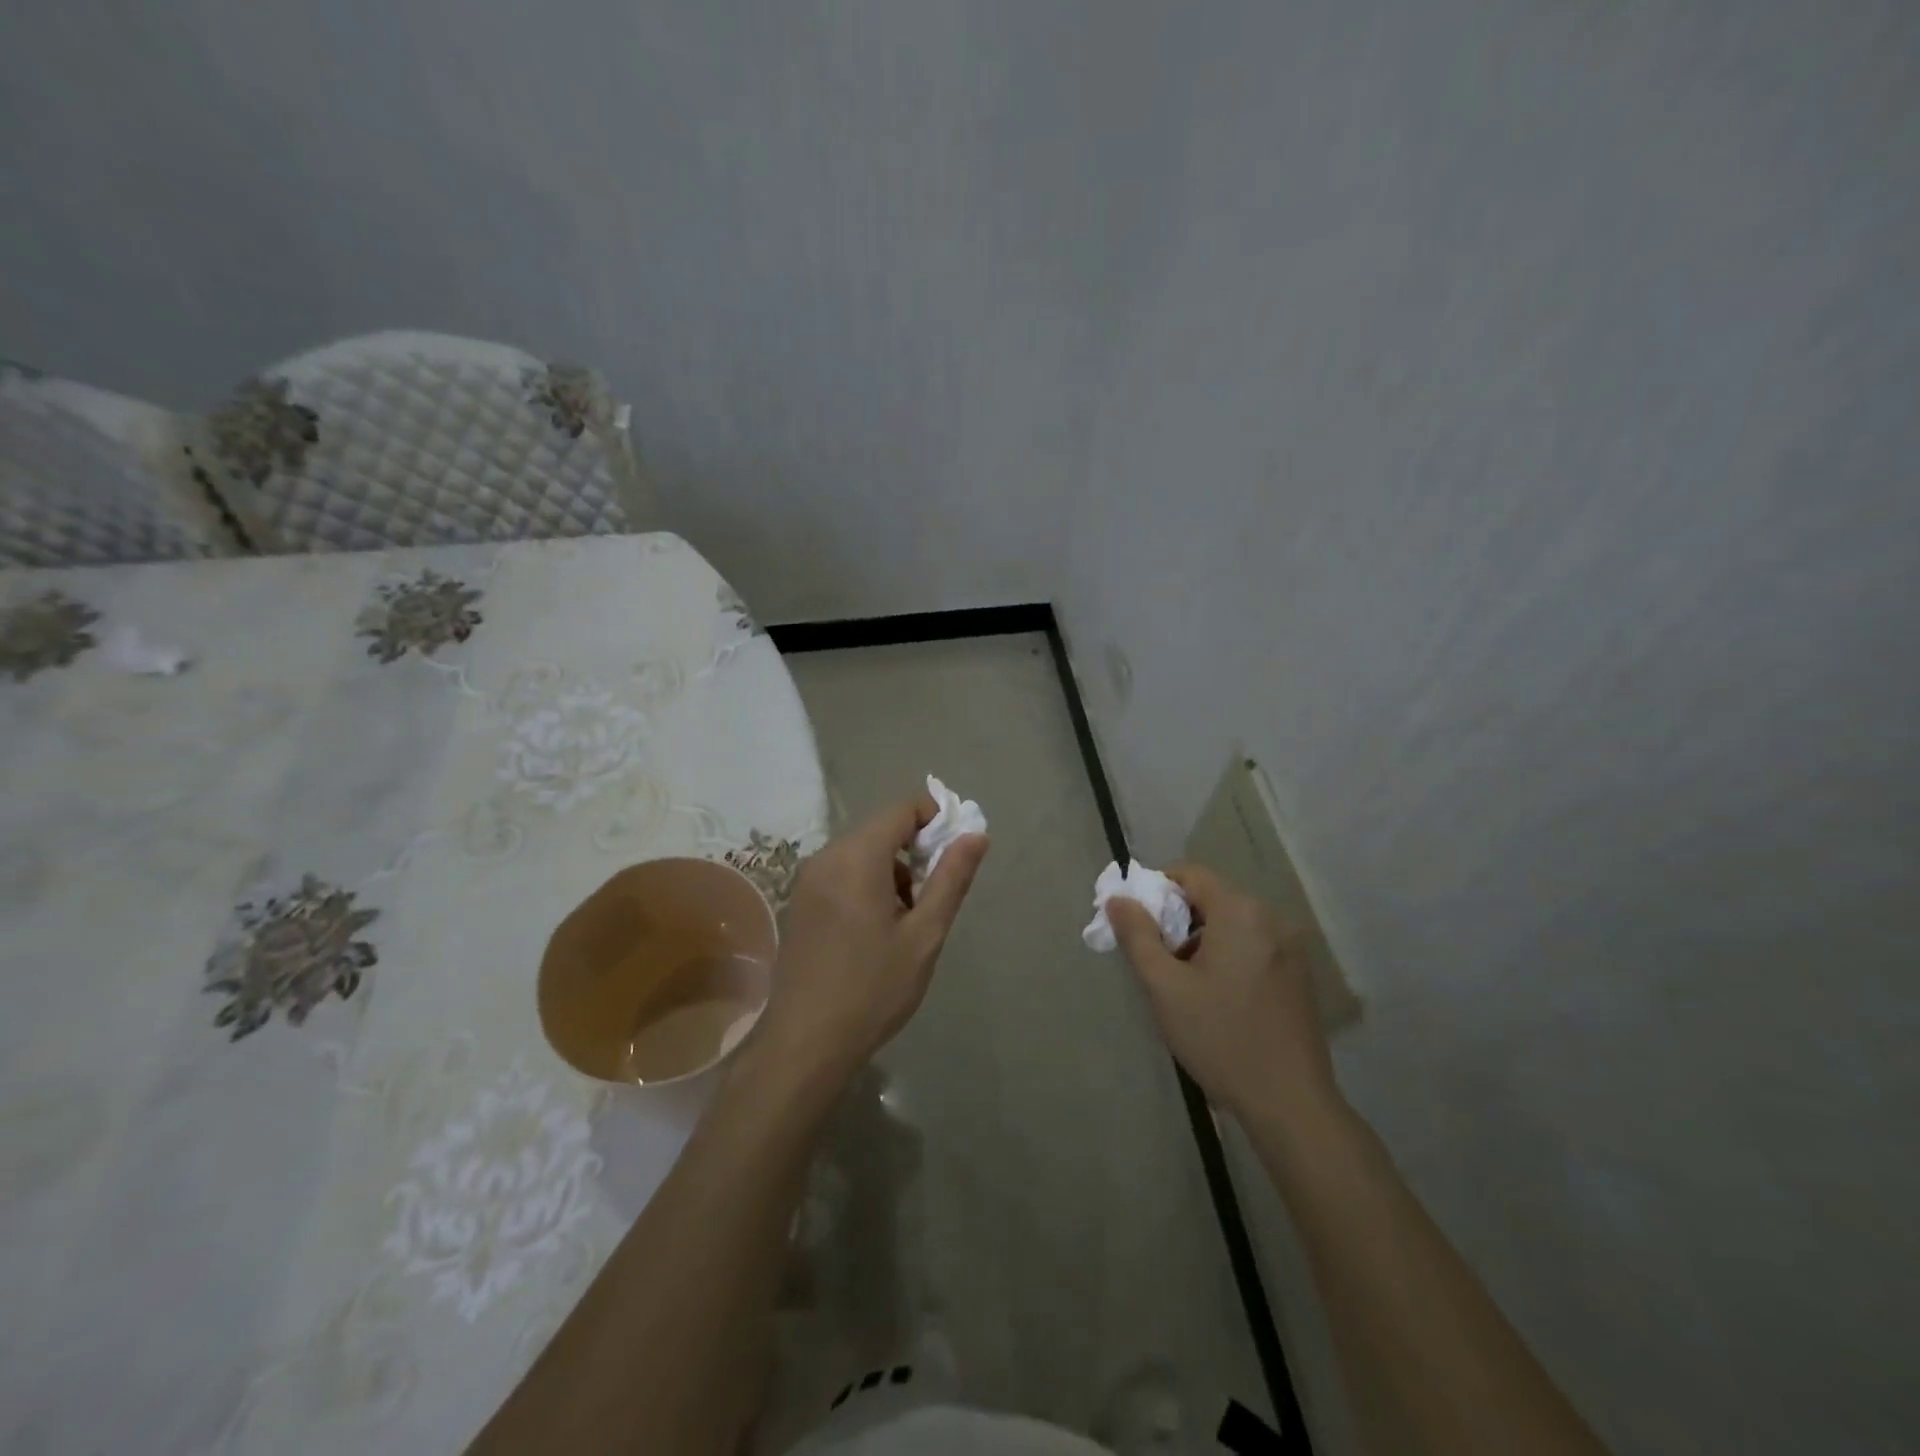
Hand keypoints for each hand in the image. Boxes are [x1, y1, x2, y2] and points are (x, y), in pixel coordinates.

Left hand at [754, 793, 987, 1089]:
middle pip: (882, 829)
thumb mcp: (924, 935)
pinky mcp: (801, 901)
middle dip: (916, 849)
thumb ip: (951, 879)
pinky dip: (869, 882)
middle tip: (936, 894)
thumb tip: (975, 835)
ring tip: (909, 920)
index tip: (957, 850)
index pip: (902, 809)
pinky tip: (879, 928)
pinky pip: (843, 872)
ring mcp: (808, 879)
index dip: (936, 817)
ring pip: (863, 852)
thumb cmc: (873, 989)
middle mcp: (827, 857)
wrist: (805, 1043)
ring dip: (894, 869)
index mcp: (857, 858)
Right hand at [1109, 865, 1337, 1119]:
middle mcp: (1271, 919)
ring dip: (1200, 940)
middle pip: (1212, 898)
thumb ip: (1138, 936)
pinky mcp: (1297, 975)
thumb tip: (1118, 899)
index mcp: (1240, 913)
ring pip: (1231, 925)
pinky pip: (1252, 946)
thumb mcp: (1165, 987)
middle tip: (1154, 957)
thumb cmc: (1220, 1037)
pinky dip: (1226, 956)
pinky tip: (1214, 997)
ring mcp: (1289, 948)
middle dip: (1176, 919)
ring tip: (1181, 983)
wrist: (1290, 1104)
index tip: (1136, 922)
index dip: (1157, 889)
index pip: (1191, 874)